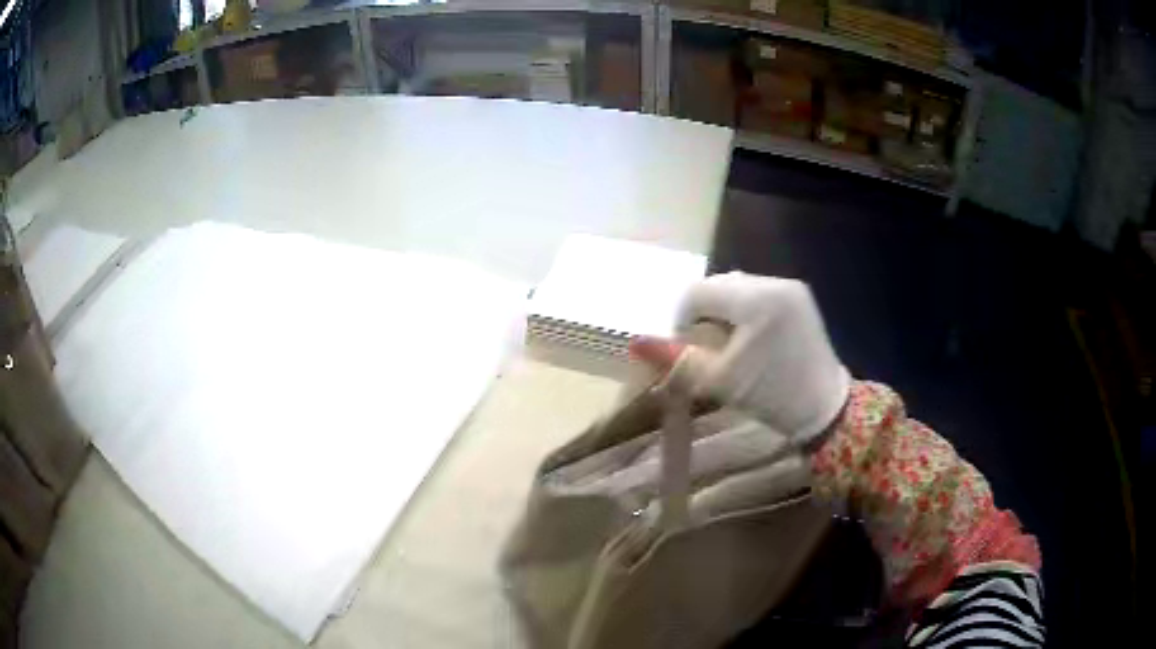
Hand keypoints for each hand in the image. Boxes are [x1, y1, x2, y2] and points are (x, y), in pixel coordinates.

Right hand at [631, 272, 848, 444]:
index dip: (683, 321)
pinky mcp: (800, 296)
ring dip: (725, 311)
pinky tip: (752, 337)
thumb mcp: (720, 380)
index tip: (690, 350)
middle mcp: (774, 282)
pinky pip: (759, 293)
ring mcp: (790, 287)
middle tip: (710, 350)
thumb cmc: (771, 396)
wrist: (824, 409)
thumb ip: (676, 359)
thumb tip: (634, 343)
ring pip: (738, 288)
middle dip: (705, 315)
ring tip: (731, 344)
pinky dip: (746, 310)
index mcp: (755, 299)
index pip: (697, 293)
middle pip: (718, 287)